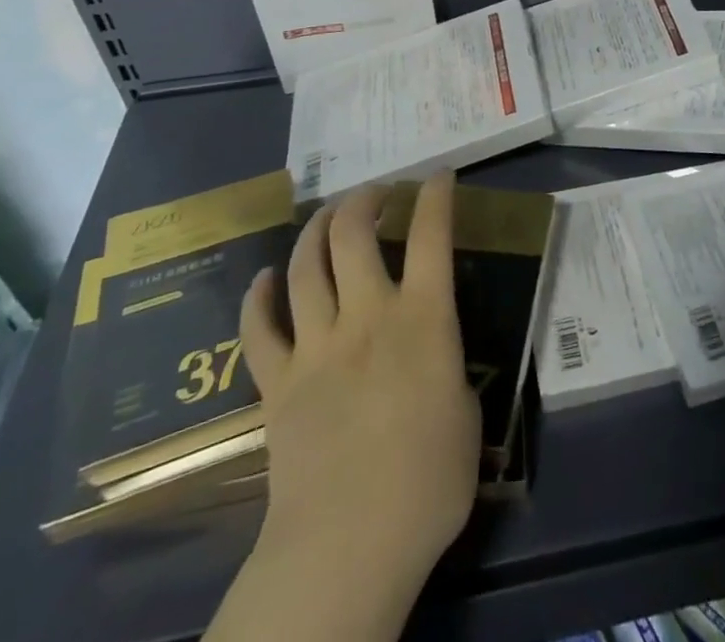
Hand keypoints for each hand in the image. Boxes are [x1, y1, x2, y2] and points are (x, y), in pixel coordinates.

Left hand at [206, 171, 479, 641]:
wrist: (347, 548)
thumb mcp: (465, 414)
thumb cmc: (427, 484)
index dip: (435, 197)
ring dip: (316, 230)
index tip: (438, 175)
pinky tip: (266, 278)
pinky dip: (259, 297)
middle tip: (374, 193)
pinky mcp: (278, 383)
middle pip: (354, 234)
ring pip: (307, 267)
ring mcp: (317, 346)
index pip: (431, 236)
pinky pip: (259, 329)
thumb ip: (449, 368)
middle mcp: (368, 316)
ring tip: (328, 217)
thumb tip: (434, 357)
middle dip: (364, 200)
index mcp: (424, 319)